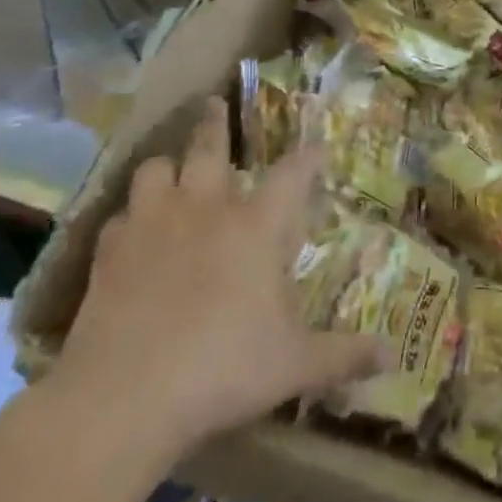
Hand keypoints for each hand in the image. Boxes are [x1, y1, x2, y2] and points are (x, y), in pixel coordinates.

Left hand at [51, 98, 382, 459]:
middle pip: (210, 147)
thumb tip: (392, 356)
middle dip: (216, 122)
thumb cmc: (222, 370)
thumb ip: (344, 354)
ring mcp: (153, 224)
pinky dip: (131, 217)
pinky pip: (120, 216)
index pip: (293, 174)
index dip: (308, 157)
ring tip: (172, 172)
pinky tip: (133, 233)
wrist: (122, 398)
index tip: (317, 146)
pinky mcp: (109, 251)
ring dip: (167, 166)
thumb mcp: (294, 366)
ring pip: (155, 169)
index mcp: (257, 227)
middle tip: (214, 103)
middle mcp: (206, 209)